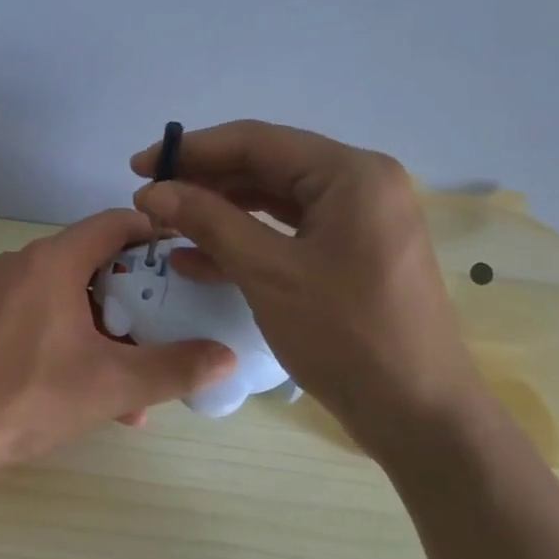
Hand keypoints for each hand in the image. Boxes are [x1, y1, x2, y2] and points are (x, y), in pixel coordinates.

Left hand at [0, 209, 235, 474]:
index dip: (154, 235)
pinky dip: (73, 344)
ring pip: (69, 299)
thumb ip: (174, 368)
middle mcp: (23, 265)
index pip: (114, 224)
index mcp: (52, 261)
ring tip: (137, 382)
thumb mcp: (111, 385)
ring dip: (106, 333)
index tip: (187, 259)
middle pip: (93, 263)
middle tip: (168, 327)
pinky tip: (93, 397)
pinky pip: (42, 319)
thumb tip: (227, 357)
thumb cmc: (28, 394)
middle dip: (135, 298)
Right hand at [130, 120, 482, 458]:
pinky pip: (287, 234)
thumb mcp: (268, 273)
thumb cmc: (346, 336)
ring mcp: (357, 221)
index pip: (256, 141)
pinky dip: (243, 242)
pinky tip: (194, 260)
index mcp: (350, 174)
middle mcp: (359, 184)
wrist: (419, 416)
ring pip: (272, 202)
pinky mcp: (350, 254)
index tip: (140, 165)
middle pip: (265, 167)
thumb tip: (153, 191)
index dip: (191, 150)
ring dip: (218, 213)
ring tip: (165, 226)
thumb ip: (209, 222)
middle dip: (203, 183)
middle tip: (148, 199)